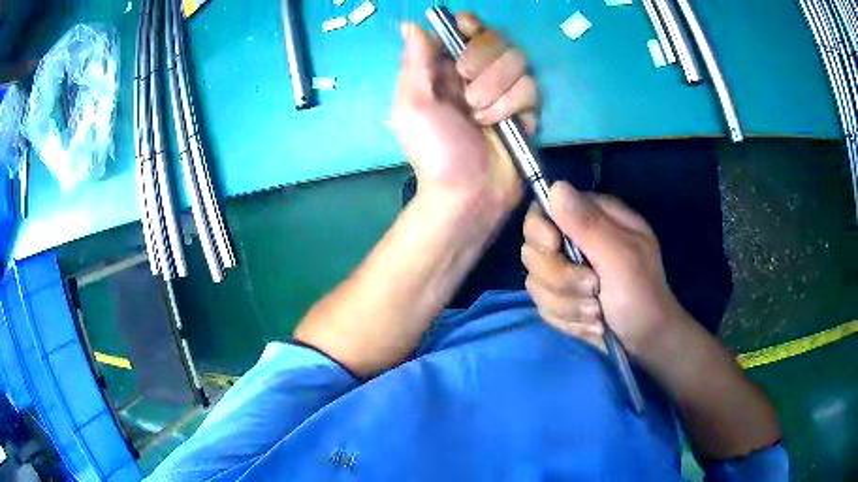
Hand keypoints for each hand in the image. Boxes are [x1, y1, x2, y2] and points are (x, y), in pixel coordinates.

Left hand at [391, 14, 538, 211]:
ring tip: (480, 118)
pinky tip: (504, 127)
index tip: (467, 29)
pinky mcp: (527, 108)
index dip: (470, 24)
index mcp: (446, 68)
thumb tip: (411, 24)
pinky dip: (514, 106)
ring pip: (518, 61)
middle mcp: (477, 72)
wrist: (468, 192)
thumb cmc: (434, 150)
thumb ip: (415, 62)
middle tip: (466, 94)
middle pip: (497, 39)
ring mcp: (504, 89)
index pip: (465, 28)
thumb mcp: (413, 105)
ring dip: (497, 89)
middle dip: (483, 63)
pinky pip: (531, 88)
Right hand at [521, 182, 686, 355]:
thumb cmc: (641, 295)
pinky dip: (568, 319)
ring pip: (536, 283)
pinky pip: (544, 306)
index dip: (541, 231)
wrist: (646, 341)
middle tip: (593, 288)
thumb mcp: (620, 257)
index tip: (555, 246)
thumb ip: (588, 224)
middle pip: (533, 251)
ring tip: (597, 311)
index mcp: (594, 218)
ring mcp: (567, 271)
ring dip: (568, 304)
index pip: (543, 211)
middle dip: (561, 278)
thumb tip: (555, 187)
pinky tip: (591, 322)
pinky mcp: (562, 298)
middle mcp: (576, 241)